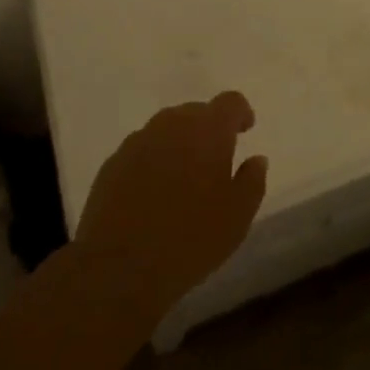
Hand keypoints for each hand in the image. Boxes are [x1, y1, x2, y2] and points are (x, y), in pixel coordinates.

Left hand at [72, 92, 267, 324]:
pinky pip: (141, 151)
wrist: (119, 268)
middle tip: (215, 160)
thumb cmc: (190, 239)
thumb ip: (252, 180)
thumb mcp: (238, 216)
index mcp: (208, 131)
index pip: (230, 102)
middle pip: (196, 112)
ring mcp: (137, 142)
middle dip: (209, 129)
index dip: (240, 113)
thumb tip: (256, 159)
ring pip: (166, 129)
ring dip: (179, 144)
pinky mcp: (112, 163)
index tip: (245, 130)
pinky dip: (153, 161)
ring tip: (184, 178)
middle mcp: (171, 125)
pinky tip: (154, 193)